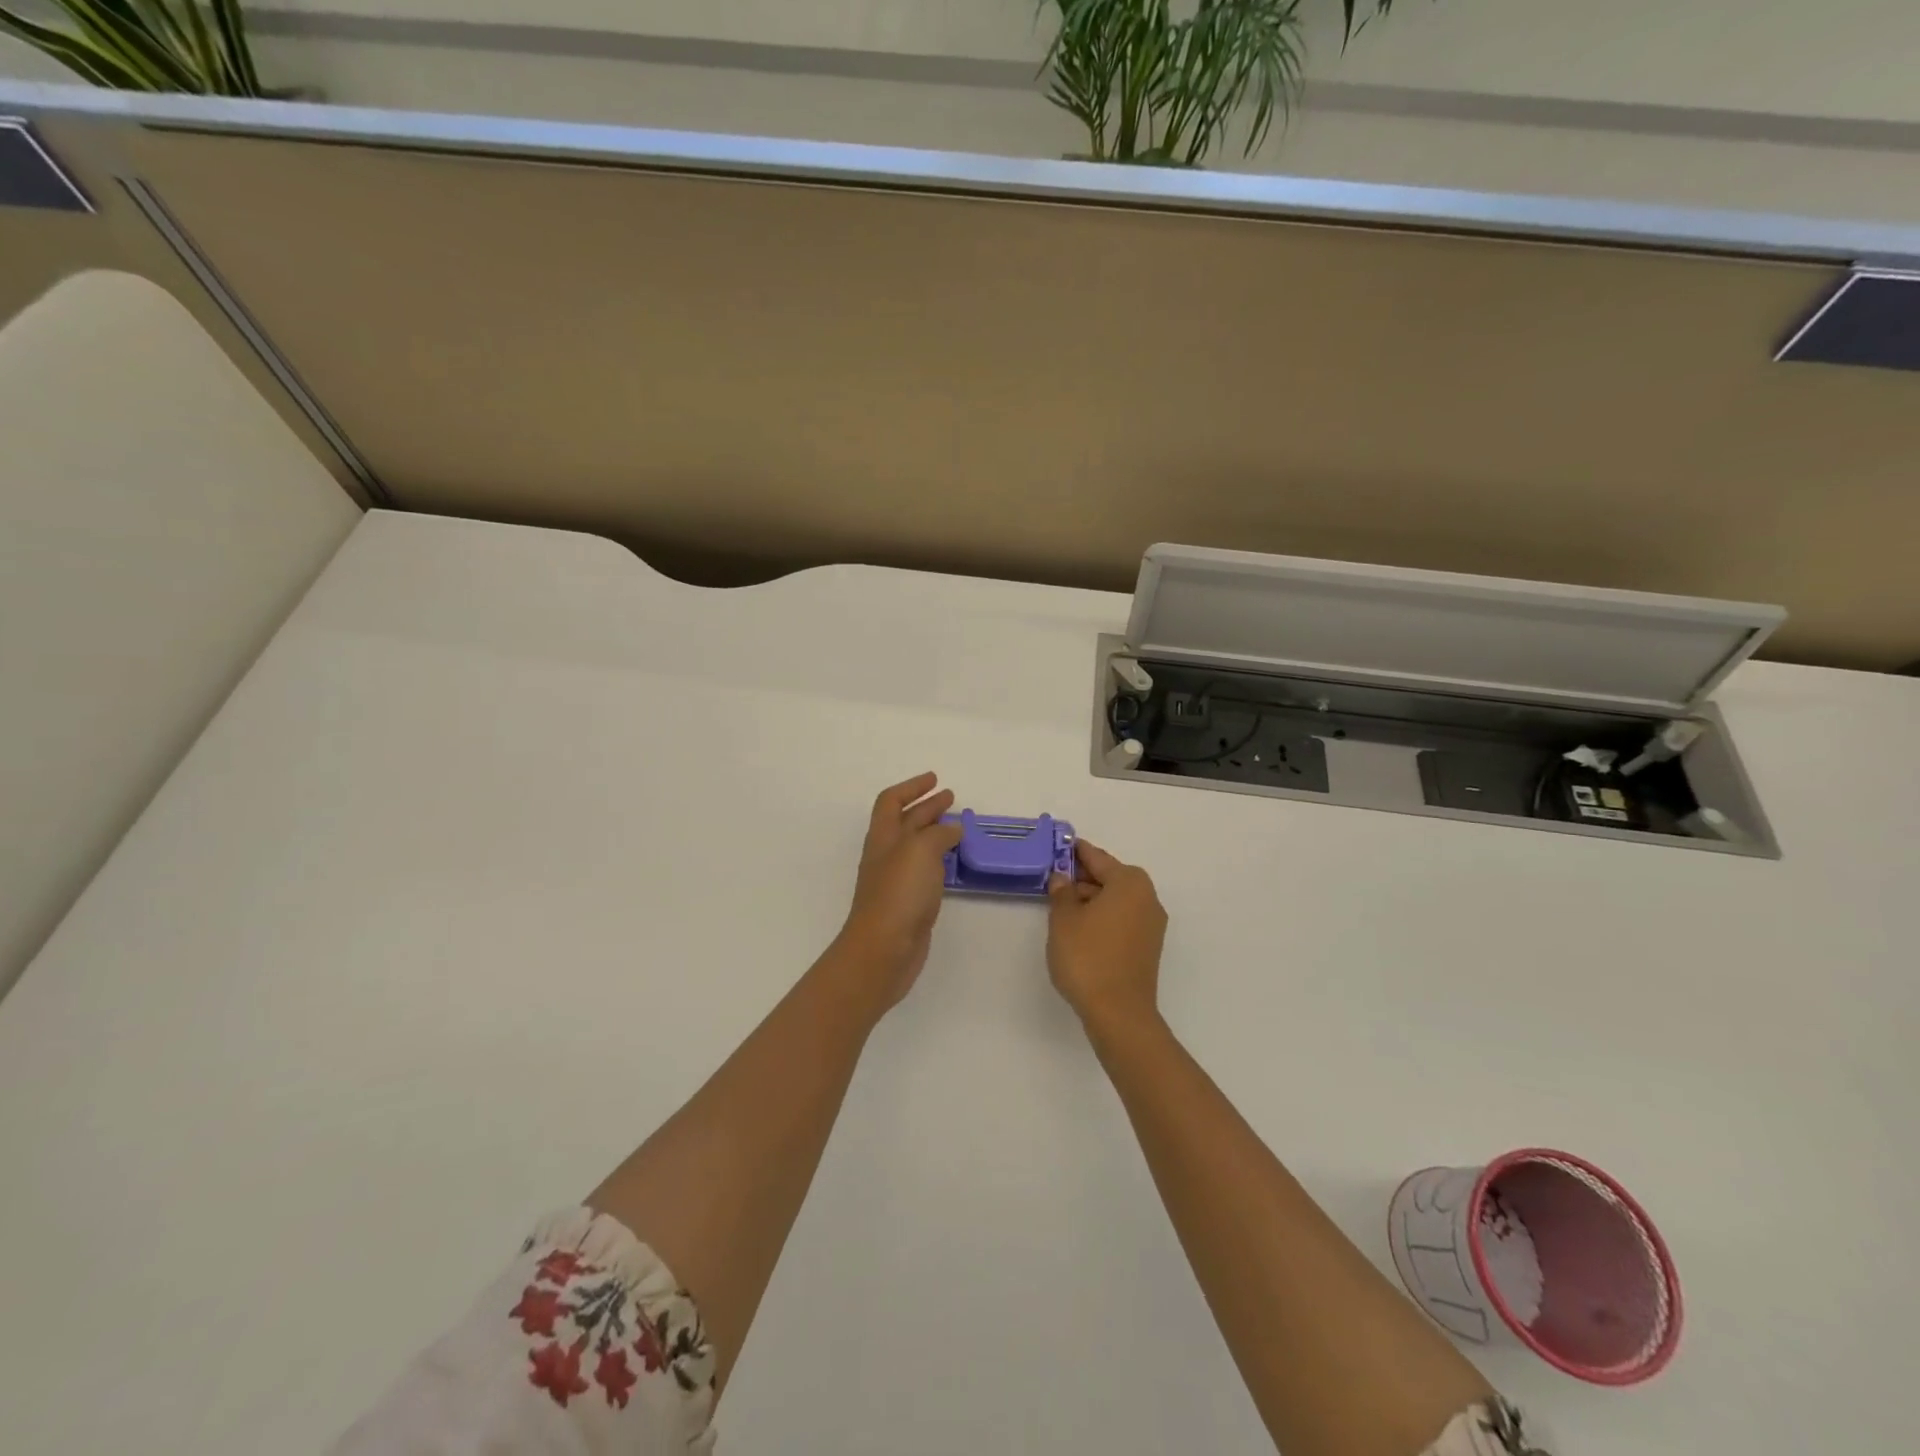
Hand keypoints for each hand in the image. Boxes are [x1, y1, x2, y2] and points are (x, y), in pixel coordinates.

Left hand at [835, 773, 964, 1010]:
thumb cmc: (898, 894)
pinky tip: (954, 862)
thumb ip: (938, 834)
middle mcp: (887, 855)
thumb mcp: (920, 850)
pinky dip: (939, 859)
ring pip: (916, 847)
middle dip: (927, 807)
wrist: (883, 950)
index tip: (934, 780)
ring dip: (935, 832)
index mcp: (883, 837)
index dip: (911, 787)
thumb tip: (952, 828)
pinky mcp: (909, 903)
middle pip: (905, 822)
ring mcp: (897, 880)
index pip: (891, 801)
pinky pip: (925, 871)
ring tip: (958, 826)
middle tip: (951, 798)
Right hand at [1046, 840, 1167, 1034]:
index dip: (1074, 852)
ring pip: (1116, 899)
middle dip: (1083, 877)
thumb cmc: (1088, 957)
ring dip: (1092, 898)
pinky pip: (1122, 918)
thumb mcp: (1064, 920)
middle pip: (1110, 877)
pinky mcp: (1148, 946)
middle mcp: (1146, 897)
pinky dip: (1103, 916)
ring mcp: (1151, 923)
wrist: (1119, 1013)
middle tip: (1054, 879)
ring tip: (1062, 907)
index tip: (1057, 846)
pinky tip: (1080, 928)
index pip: (1096, 857)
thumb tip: (1062, 878)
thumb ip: (1061, 892)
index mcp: (1129, 882)